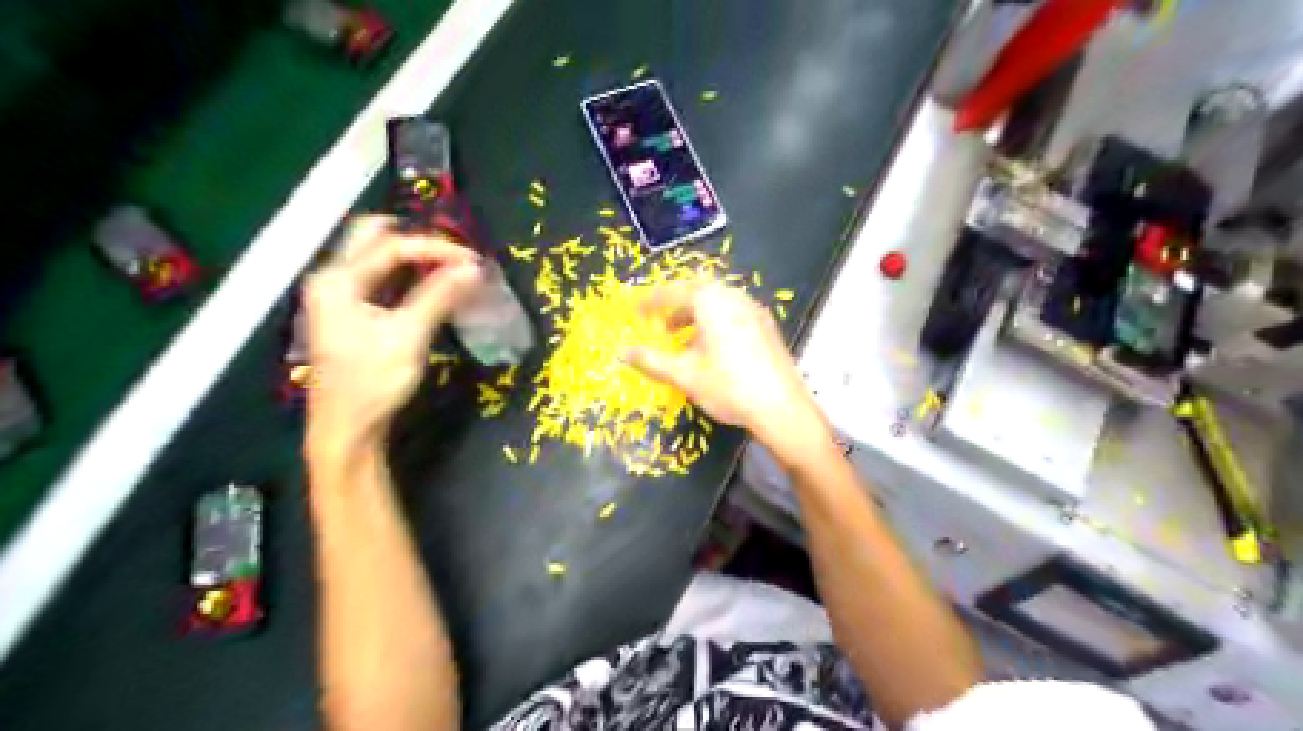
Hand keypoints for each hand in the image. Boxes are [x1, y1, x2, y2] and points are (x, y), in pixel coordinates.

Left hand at [304, 213, 479, 451]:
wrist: (346, 428)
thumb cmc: (373, 382)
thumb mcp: (409, 336)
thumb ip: (439, 296)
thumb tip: (473, 268)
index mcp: (338, 280)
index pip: (391, 246)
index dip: (435, 249)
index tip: (473, 262)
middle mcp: (331, 279)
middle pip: (372, 238)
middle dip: (416, 241)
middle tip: (453, 255)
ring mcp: (336, 295)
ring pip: (374, 256)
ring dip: (411, 258)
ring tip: (449, 269)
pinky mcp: (347, 312)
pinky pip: (377, 278)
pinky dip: (404, 276)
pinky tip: (429, 287)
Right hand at [625, 279, 829, 461]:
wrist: (782, 408)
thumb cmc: (728, 387)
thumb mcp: (684, 375)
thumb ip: (651, 361)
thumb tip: (622, 353)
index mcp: (712, 302)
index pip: (675, 292)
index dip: (652, 301)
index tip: (637, 311)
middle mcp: (735, 298)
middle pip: (699, 291)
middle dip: (676, 305)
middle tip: (660, 323)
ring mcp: (755, 311)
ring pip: (718, 303)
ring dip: (695, 315)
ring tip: (681, 341)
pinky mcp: (767, 327)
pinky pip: (734, 314)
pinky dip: (715, 323)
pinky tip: (710, 350)